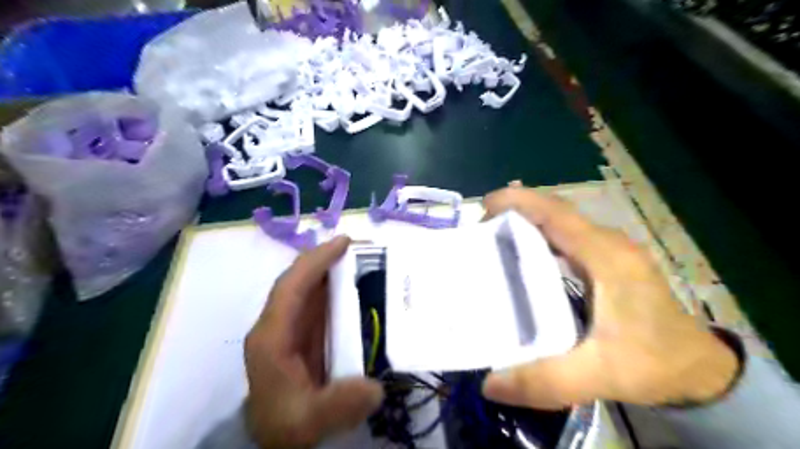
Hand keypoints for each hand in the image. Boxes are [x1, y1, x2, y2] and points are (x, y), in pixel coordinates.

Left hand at [244, 237, 384, 447]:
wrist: (275, 438)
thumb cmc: (285, 424)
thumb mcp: (309, 419)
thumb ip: (339, 404)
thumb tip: (375, 387)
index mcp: (272, 336)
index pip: (291, 286)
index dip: (316, 260)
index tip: (344, 242)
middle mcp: (278, 323)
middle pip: (300, 279)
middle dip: (328, 258)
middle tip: (363, 246)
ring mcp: (290, 326)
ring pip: (310, 287)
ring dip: (334, 269)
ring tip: (364, 258)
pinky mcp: (302, 332)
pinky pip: (319, 301)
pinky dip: (337, 288)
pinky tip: (358, 285)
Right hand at [481, 185, 735, 410]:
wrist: (698, 369)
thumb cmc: (654, 364)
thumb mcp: (600, 376)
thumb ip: (547, 381)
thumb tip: (489, 384)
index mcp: (606, 257)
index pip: (556, 213)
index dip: (518, 202)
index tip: (483, 208)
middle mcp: (606, 244)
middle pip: (553, 213)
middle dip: (514, 212)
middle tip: (478, 231)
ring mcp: (607, 250)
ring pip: (559, 224)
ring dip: (525, 224)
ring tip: (491, 241)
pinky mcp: (605, 261)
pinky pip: (564, 239)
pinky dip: (538, 239)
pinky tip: (520, 259)